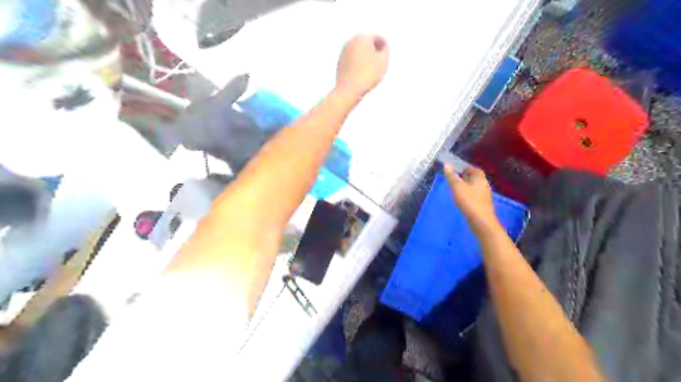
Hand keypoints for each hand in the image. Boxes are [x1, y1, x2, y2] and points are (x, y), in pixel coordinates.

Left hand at [334, 33, 387, 97]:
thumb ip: (385, 50)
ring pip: (359, 51)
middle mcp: (351, 41)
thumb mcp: (383, 62)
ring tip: (371, 71)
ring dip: (366, 58)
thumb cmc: (367, 75)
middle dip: (374, 51)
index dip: (384, 48)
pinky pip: (353, 60)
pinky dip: (358, 64)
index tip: (385, 60)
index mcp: (362, 37)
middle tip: (380, 64)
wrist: (348, 90)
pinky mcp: (340, 62)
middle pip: (367, 43)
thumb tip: (383, 46)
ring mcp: (343, 51)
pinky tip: (362, 74)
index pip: (378, 38)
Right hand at [441, 165, 499, 232]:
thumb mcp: (457, 187)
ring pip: (475, 188)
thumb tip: (447, 164)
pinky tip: (462, 201)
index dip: (466, 169)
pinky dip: (469, 196)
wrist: (481, 221)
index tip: (456, 172)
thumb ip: (451, 176)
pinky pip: (475, 196)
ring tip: (456, 191)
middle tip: (454, 181)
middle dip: (466, 178)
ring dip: (467, 187)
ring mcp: (485, 196)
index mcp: (480, 178)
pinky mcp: (483, 205)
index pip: (475, 169)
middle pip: (475, 178)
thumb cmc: (469, 201)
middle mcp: (485, 185)